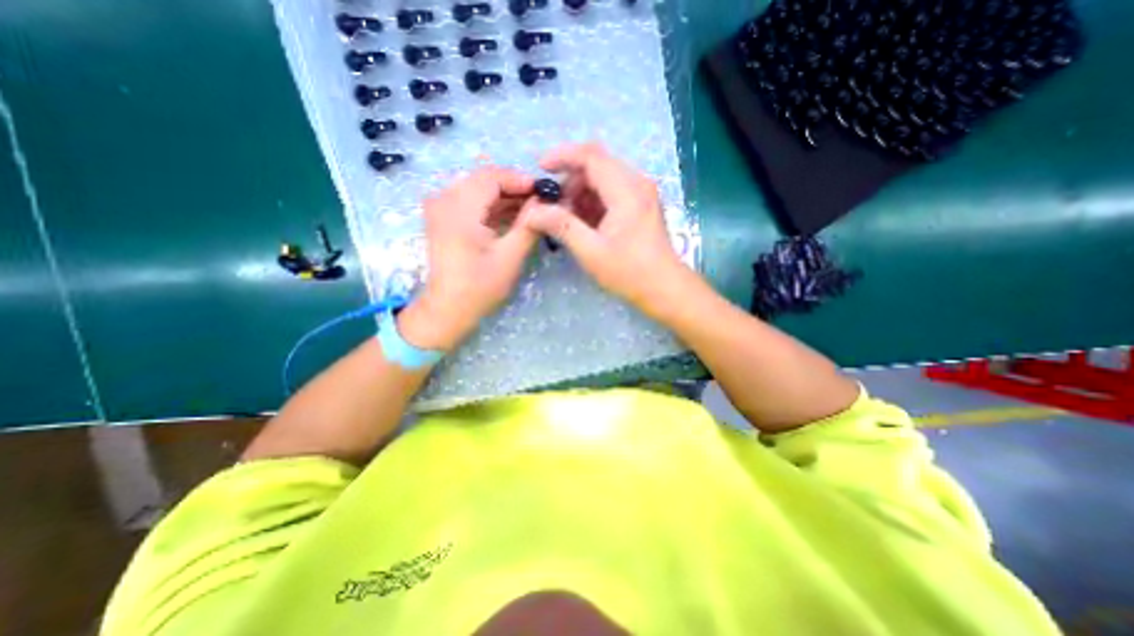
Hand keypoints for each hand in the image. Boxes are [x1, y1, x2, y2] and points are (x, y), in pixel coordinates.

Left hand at [398, 166, 539, 350]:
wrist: (448, 308)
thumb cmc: (480, 286)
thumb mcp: (510, 257)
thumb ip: (529, 226)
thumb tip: (543, 202)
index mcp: (459, 209)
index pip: (491, 177)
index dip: (519, 179)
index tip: (543, 190)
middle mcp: (443, 200)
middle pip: (483, 180)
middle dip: (513, 188)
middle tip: (539, 200)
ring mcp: (440, 208)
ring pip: (477, 189)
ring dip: (504, 197)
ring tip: (530, 208)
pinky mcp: (442, 218)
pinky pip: (470, 201)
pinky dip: (491, 206)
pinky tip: (512, 216)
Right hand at [522, 141, 690, 315]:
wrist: (664, 287)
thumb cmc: (629, 272)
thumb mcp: (591, 252)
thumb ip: (562, 227)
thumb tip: (533, 212)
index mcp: (627, 191)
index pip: (591, 156)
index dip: (562, 156)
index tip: (541, 169)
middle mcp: (637, 183)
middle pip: (597, 163)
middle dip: (571, 178)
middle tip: (553, 203)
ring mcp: (642, 193)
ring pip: (604, 176)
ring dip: (581, 190)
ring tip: (566, 216)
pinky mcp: (642, 204)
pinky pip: (613, 190)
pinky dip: (594, 200)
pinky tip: (584, 221)